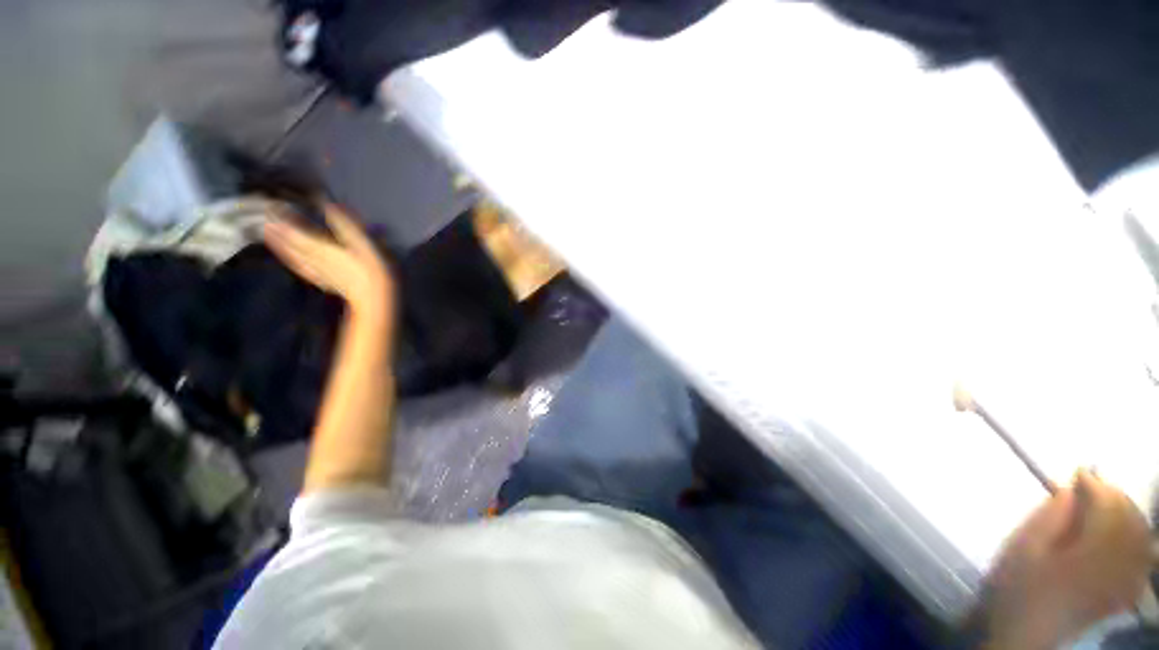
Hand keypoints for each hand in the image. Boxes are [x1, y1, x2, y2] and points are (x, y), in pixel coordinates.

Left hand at [263, 202, 394, 320]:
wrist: (373, 298)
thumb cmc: (371, 269)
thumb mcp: (362, 243)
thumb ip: (344, 225)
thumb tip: (329, 205)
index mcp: (321, 247)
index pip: (294, 230)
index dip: (281, 218)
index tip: (269, 205)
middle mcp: (313, 258)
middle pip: (289, 242)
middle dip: (276, 230)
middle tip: (262, 219)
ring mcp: (316, 271)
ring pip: (291, 255)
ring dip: (278, 245)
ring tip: (267, 235)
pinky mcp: (322, 281)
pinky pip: (301, 268)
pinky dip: (291, 261)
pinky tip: (289, 260)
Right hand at [981, 470, 1151, 648]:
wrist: (1029, 636)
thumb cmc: (1020, 588)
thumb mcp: (1022, 553)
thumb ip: (1047, 520)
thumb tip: (1069, 490)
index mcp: (1089, 553)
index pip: (1105, 509)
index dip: (1095, 485)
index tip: (1080, 470)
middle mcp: (1115, 564)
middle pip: (1129, 522)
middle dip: (1116, 496)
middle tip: (1096, 481)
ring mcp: (1123, 580)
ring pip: (1141, 538)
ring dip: (1130, 513)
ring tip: (1112, 500)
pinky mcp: (1123, 591)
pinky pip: (1143, 559)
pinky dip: (1140, 538)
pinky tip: (1130, 532)